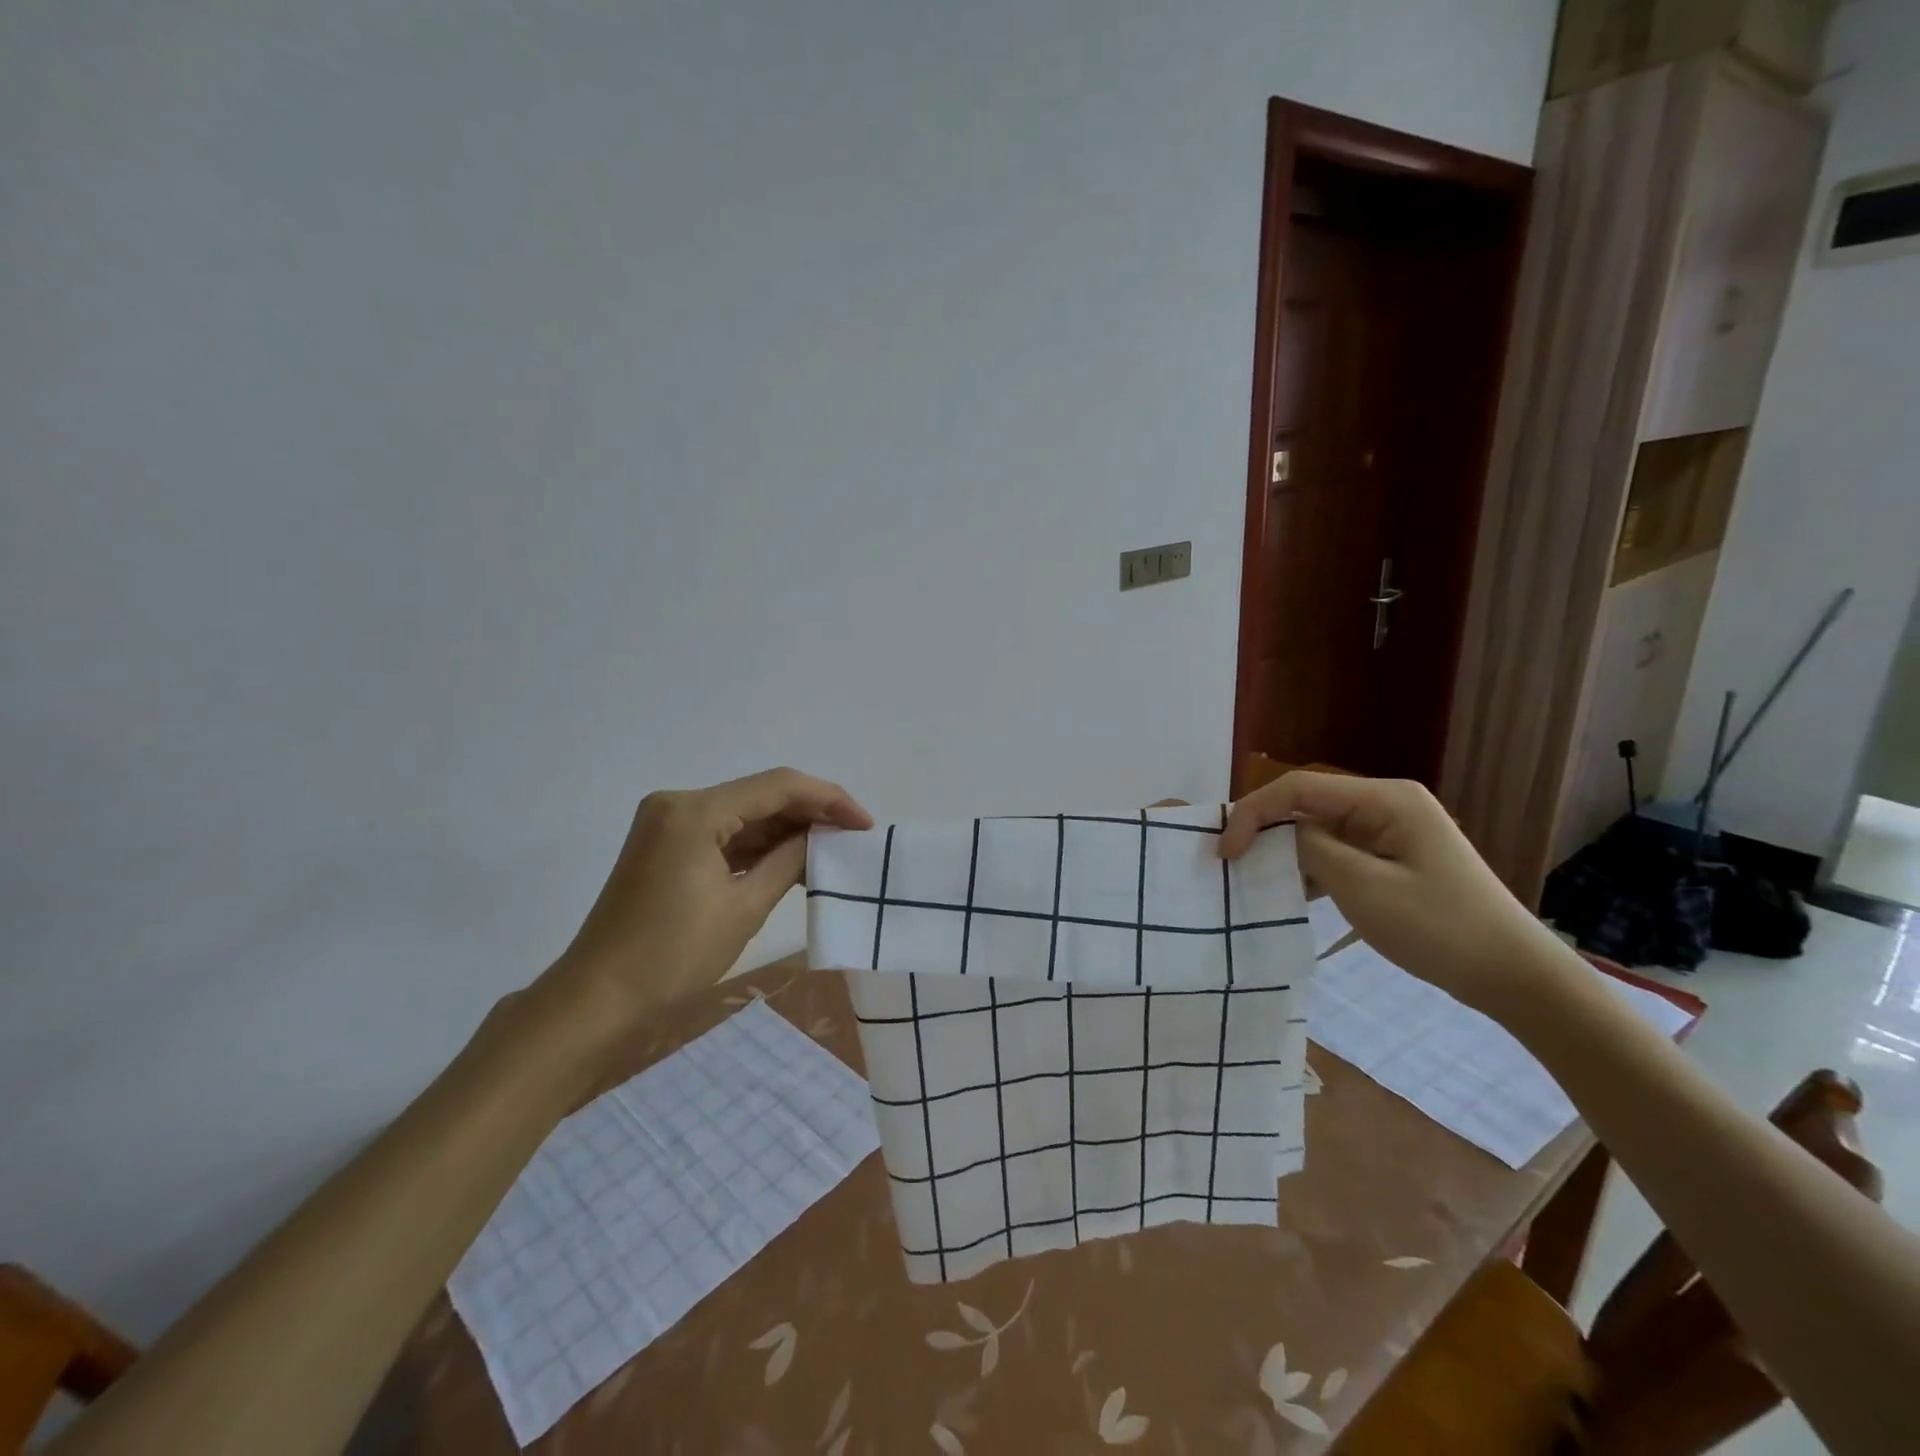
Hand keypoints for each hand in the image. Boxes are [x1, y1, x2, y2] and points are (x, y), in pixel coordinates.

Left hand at [554, 767, 871, 1015]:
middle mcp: (678, 803)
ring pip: (744, 814)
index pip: (778, 786)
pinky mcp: (666, 845)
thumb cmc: (672, 956)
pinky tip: (792, 861)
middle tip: (852, 839)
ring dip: (786, 831)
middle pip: (760, 795)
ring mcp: (668, 823)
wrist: (597, 999)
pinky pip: (724, 834)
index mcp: (694, 811)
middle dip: (809, 814)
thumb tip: (822, 838)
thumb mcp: (743, 908)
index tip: (864, 824)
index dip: (828, 799)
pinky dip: (758, 846)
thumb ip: (789, 861)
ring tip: (830, 852)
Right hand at [1219, 772, 1571, 1016]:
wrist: (1515, 977)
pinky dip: (1312, 868)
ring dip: (1287, 852)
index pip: (1299, 788)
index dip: (1254, 813)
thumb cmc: (1438, 928)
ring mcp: (1393, 831)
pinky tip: (1295, 894)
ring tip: (1256, 880)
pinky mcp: (1394, 858)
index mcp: (1385, 799)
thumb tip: (1280, 834)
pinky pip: (1340, 852)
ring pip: (1320, 829)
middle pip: (1308, 804)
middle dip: (1267, 830)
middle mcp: (1387, 804)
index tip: (1225, 852)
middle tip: (1232, 863)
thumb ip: (1311, 849)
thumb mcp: (1363, 887)